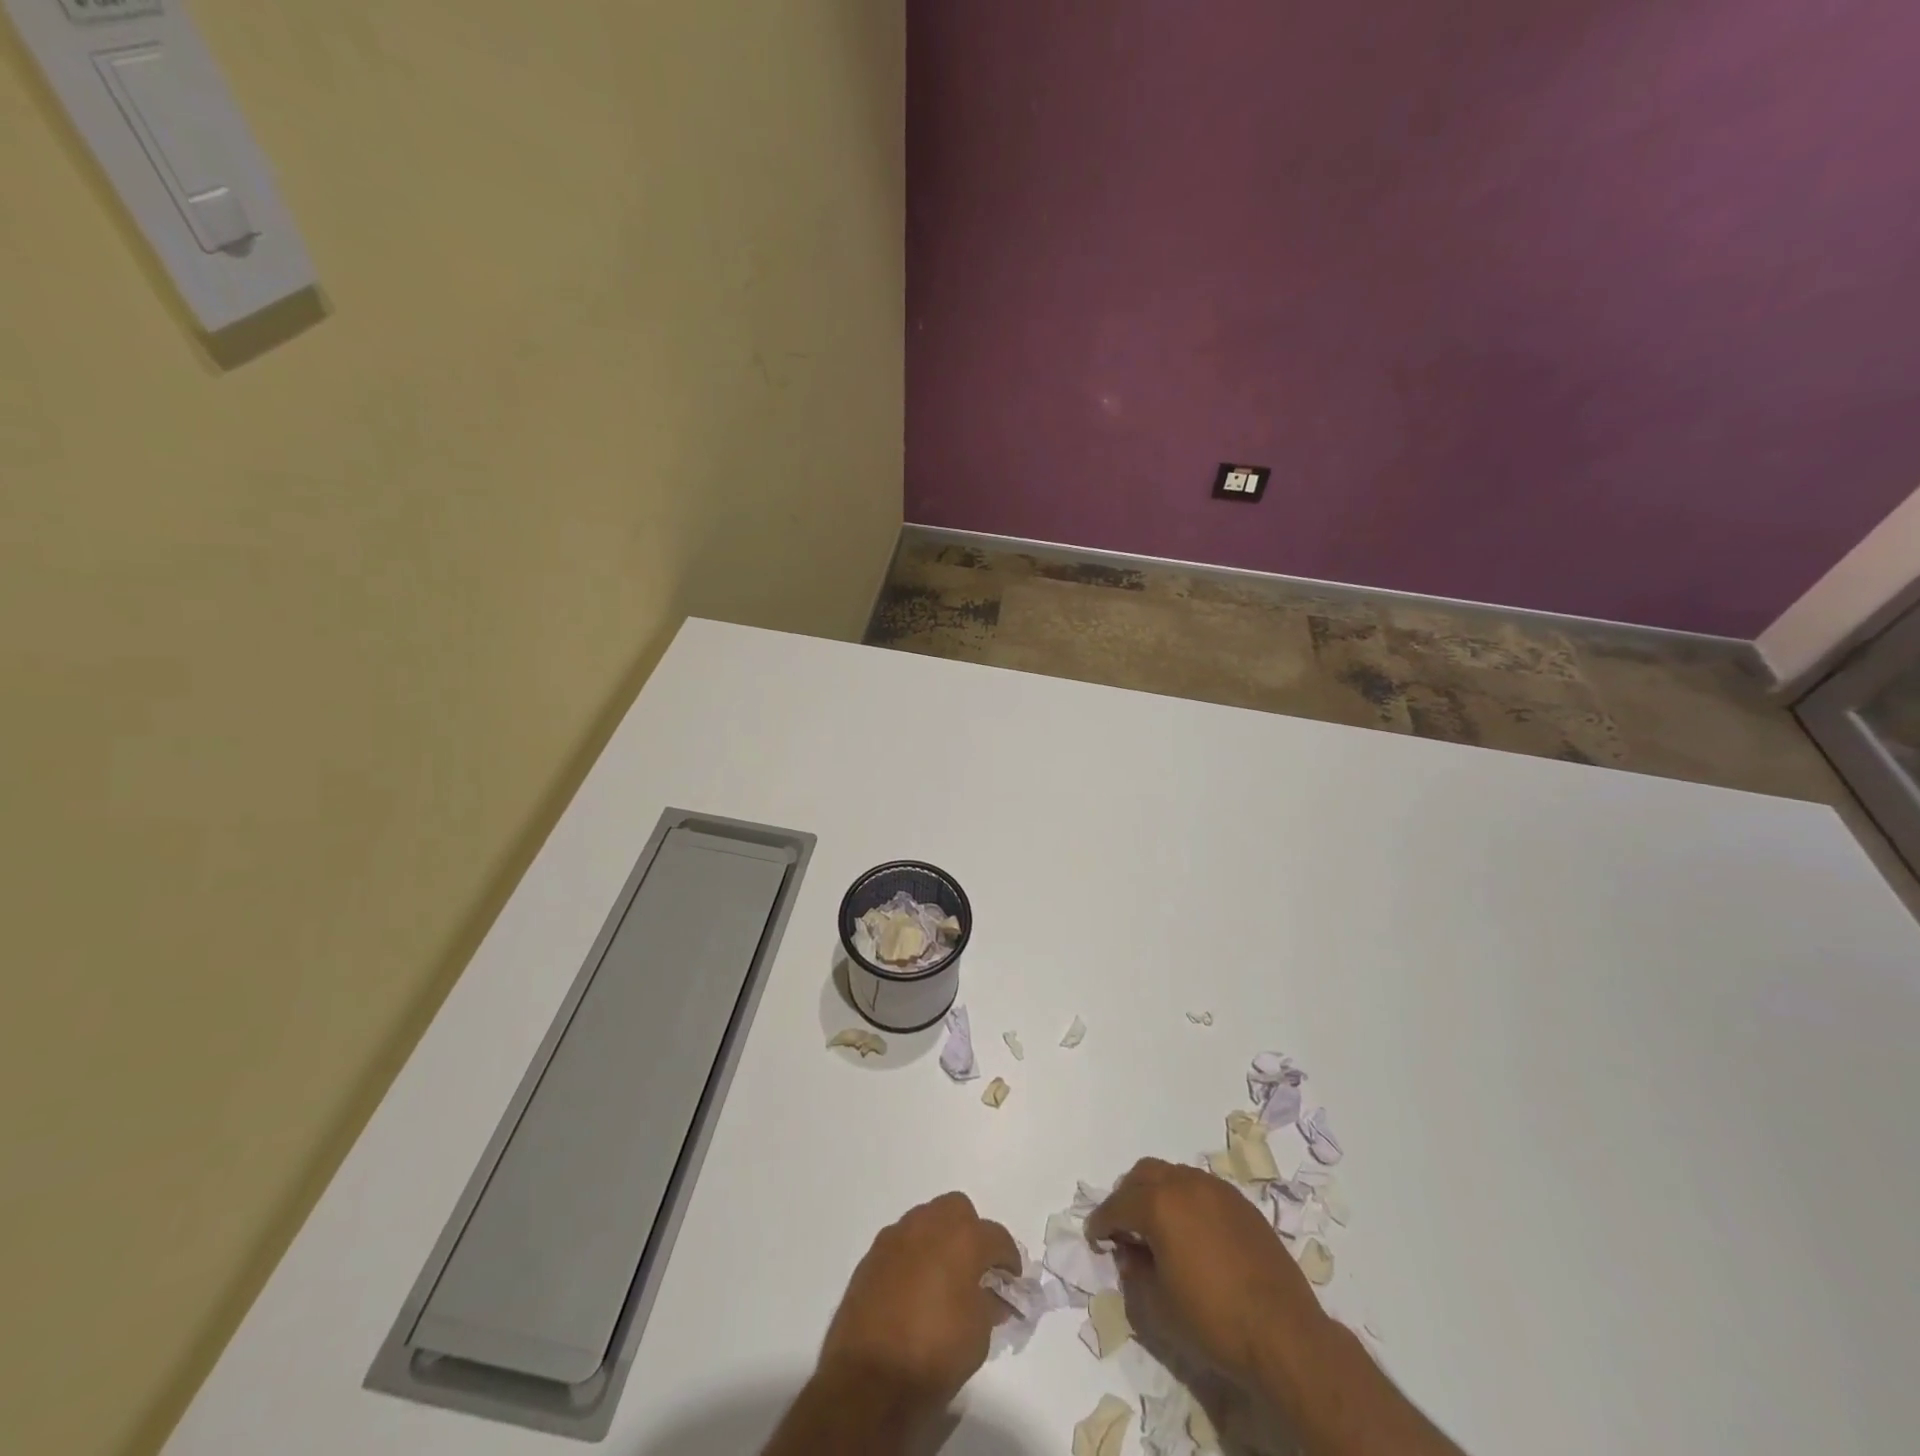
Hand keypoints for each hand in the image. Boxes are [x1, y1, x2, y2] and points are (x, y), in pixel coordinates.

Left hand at [817, 1192, 1020, 1415]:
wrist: (868, 1380)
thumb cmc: (933, 1355)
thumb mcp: (978, 1336)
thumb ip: (989, 1305)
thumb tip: (992, 1295)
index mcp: (962, 1238)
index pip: (996, 1237)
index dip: (1008, 1258)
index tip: (1011, 1280)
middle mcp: (928, 1224)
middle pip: (958, 1210)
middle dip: (970, 1232)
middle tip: (974, 1268)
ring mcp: (896, 1236)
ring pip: (926, 1220)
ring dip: (939, 1240)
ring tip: (942, 1278)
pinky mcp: (871, 1255)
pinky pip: (901, 1242)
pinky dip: (913, 1256)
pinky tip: (913, 1288)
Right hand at [1087, 1157, 1327, 1386]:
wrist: (1283, 1334)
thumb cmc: (1213, 1320)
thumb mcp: (1158, 1306)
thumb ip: (1135, 1273)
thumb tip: (1129, 1253)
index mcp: (1159, 1204)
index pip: (1118, 1204)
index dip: (1101, 1221)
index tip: (1095, 1237)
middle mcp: (1185, 1184)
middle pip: (1144, 1174)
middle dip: (1127, 1196)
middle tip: (1123, 1226)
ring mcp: (1216, 1189)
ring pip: (1174, 1175)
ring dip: (1157, 1193)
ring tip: (1157, 1226)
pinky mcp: (1241, 1203)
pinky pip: (1201, 1188)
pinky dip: (1185, 1200)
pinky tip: (1191, 1231)